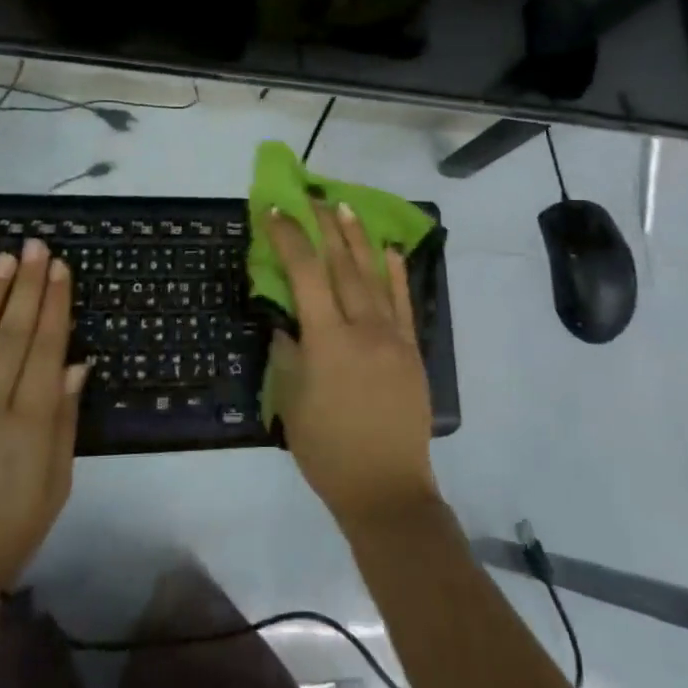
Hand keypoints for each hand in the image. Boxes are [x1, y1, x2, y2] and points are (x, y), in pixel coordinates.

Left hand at [0, 240, 86, 606]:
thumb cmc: (9, 532)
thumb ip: (65, 419)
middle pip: (12, 333)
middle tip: (35, 246)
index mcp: (32, 423)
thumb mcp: (56, 483)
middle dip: (27, 285)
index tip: (59, 268)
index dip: (54, 304)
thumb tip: (77, 362)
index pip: (46, 347)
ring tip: (3, 260)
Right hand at [266, 204, 437, 527]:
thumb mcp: (291, 402)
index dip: (289, 238)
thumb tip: (286, 321)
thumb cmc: (328, 451)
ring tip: (345, 209)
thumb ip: (288, 353)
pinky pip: (404, 303)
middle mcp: (362, 328)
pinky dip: (397, 274)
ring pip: (374, 276)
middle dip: (325, 228)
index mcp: (327, 341)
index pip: (305, 275)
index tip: (276, 212)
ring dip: (358, 239)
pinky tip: (391, 251)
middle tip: (313, 198)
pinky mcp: (412, 350)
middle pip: (342, 266)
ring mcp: (393, 337)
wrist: (387, 489)